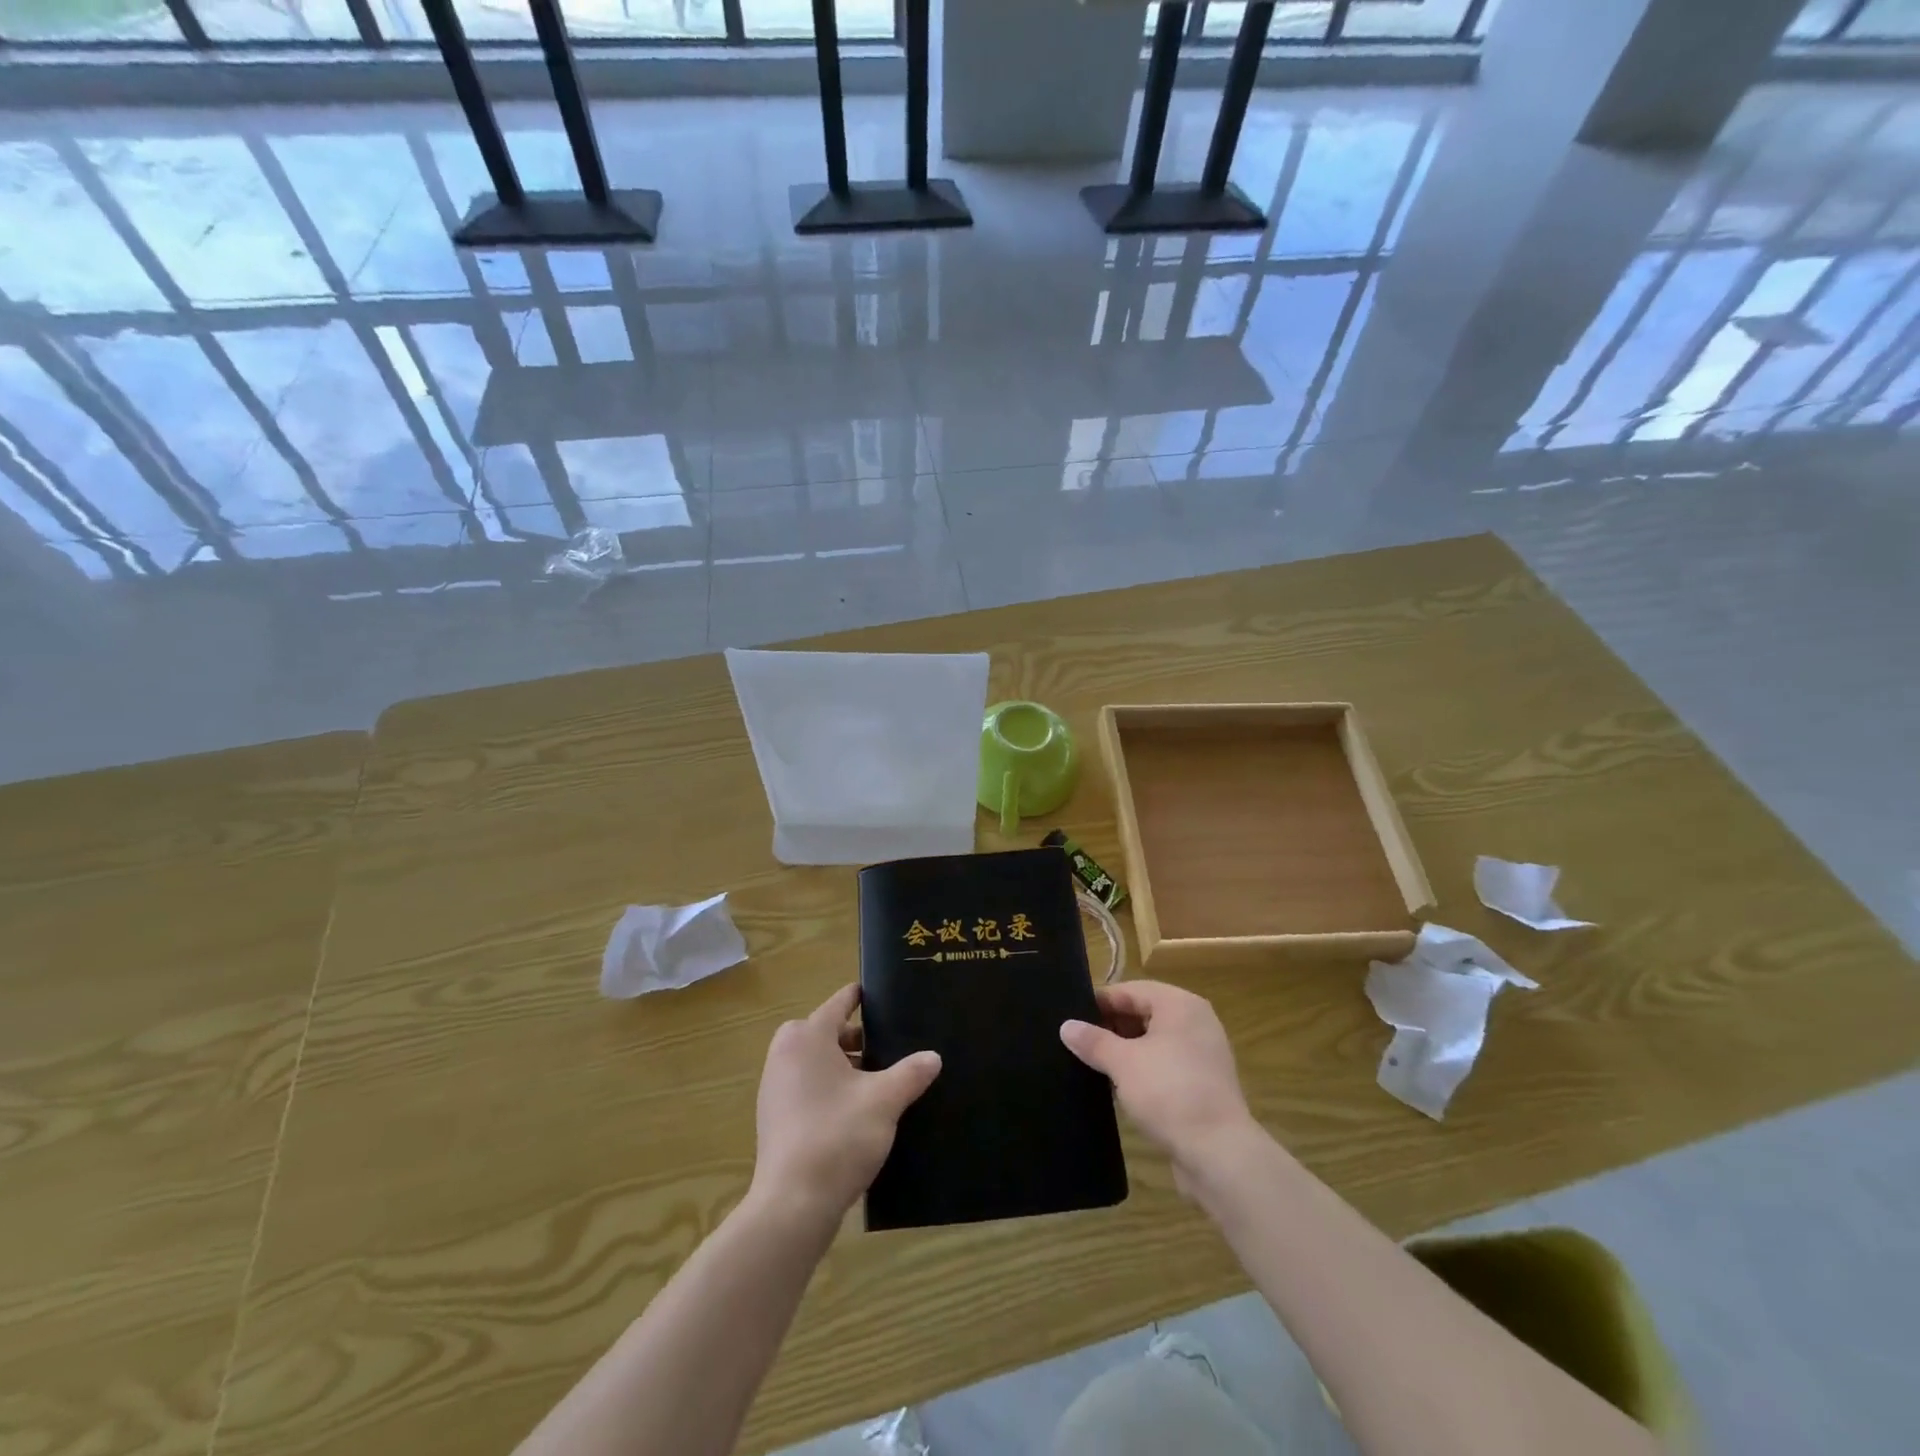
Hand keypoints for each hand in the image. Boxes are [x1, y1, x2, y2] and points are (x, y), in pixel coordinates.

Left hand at [749, 984, 941, 1226]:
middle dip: (856, 1037)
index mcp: (807, 1037)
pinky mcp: (774, 1117)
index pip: (839, 1002)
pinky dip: (828, 1087)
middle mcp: (784, 1054)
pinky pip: (805, 1086)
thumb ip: (911, 1073)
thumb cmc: (838, 1136)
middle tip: (888, 1046)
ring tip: (877, 1080)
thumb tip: (934, 1057)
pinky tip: (855, 1110)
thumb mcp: (885, 1101)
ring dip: (843, 1065)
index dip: (862, 997)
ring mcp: (774, 1087)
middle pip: (825, 1031)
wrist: (792, 1204)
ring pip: (815, 1060)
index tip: (883, 995)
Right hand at [1060, 980, 1256, 1193]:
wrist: (1219, 1154)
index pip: (1131, 990)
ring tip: (1092, 1064)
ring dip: (1125, 1050)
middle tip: (1078, 1042)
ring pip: (1154, 1041)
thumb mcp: (1123, 1063)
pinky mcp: (1203, 1083)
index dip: (1100, 1002)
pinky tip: (1118, 1086)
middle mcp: (1195, 1022)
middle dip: (1112, 1027)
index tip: (1071, 1017)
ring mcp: (1203, 1054)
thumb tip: (1066, 1026)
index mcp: (1180, 1005)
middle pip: (1144, 1013)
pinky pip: (1165, 1064)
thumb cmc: (1169, 1093)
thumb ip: (1094, 1041)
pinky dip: (1143, 1069)